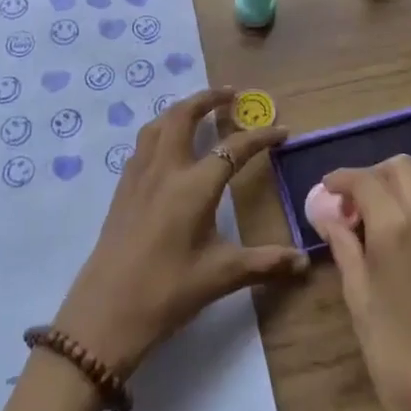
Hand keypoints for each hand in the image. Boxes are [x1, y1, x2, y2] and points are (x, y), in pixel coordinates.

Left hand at [54, 87, 307, 376]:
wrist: (104, 315)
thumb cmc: (167, 292)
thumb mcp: (221, 276)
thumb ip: (266, 263)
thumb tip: (306, 262)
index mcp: (194, 186)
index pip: (234, 148)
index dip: (261, 137)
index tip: (282, 131)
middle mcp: (166, 169)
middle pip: (184, 115)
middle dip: (209, 98)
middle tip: (232, 95)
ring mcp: (139, 176)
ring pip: (158, 124)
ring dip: (181, 109)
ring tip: (199, 111)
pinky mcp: (122, 188)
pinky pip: (143, 144)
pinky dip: (160, 130)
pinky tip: (168, 147)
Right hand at [316, 156, 410, 410]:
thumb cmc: (398, 363)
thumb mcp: (360, 302)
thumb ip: (344, 246)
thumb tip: (326, 210)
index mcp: (400, 230)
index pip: (367, 179)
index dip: (342, 179)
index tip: (327, 191)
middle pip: (403, 170)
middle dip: (374, 177)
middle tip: (353, 207)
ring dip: (397, 200)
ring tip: (375, 237)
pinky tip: (407, 263)